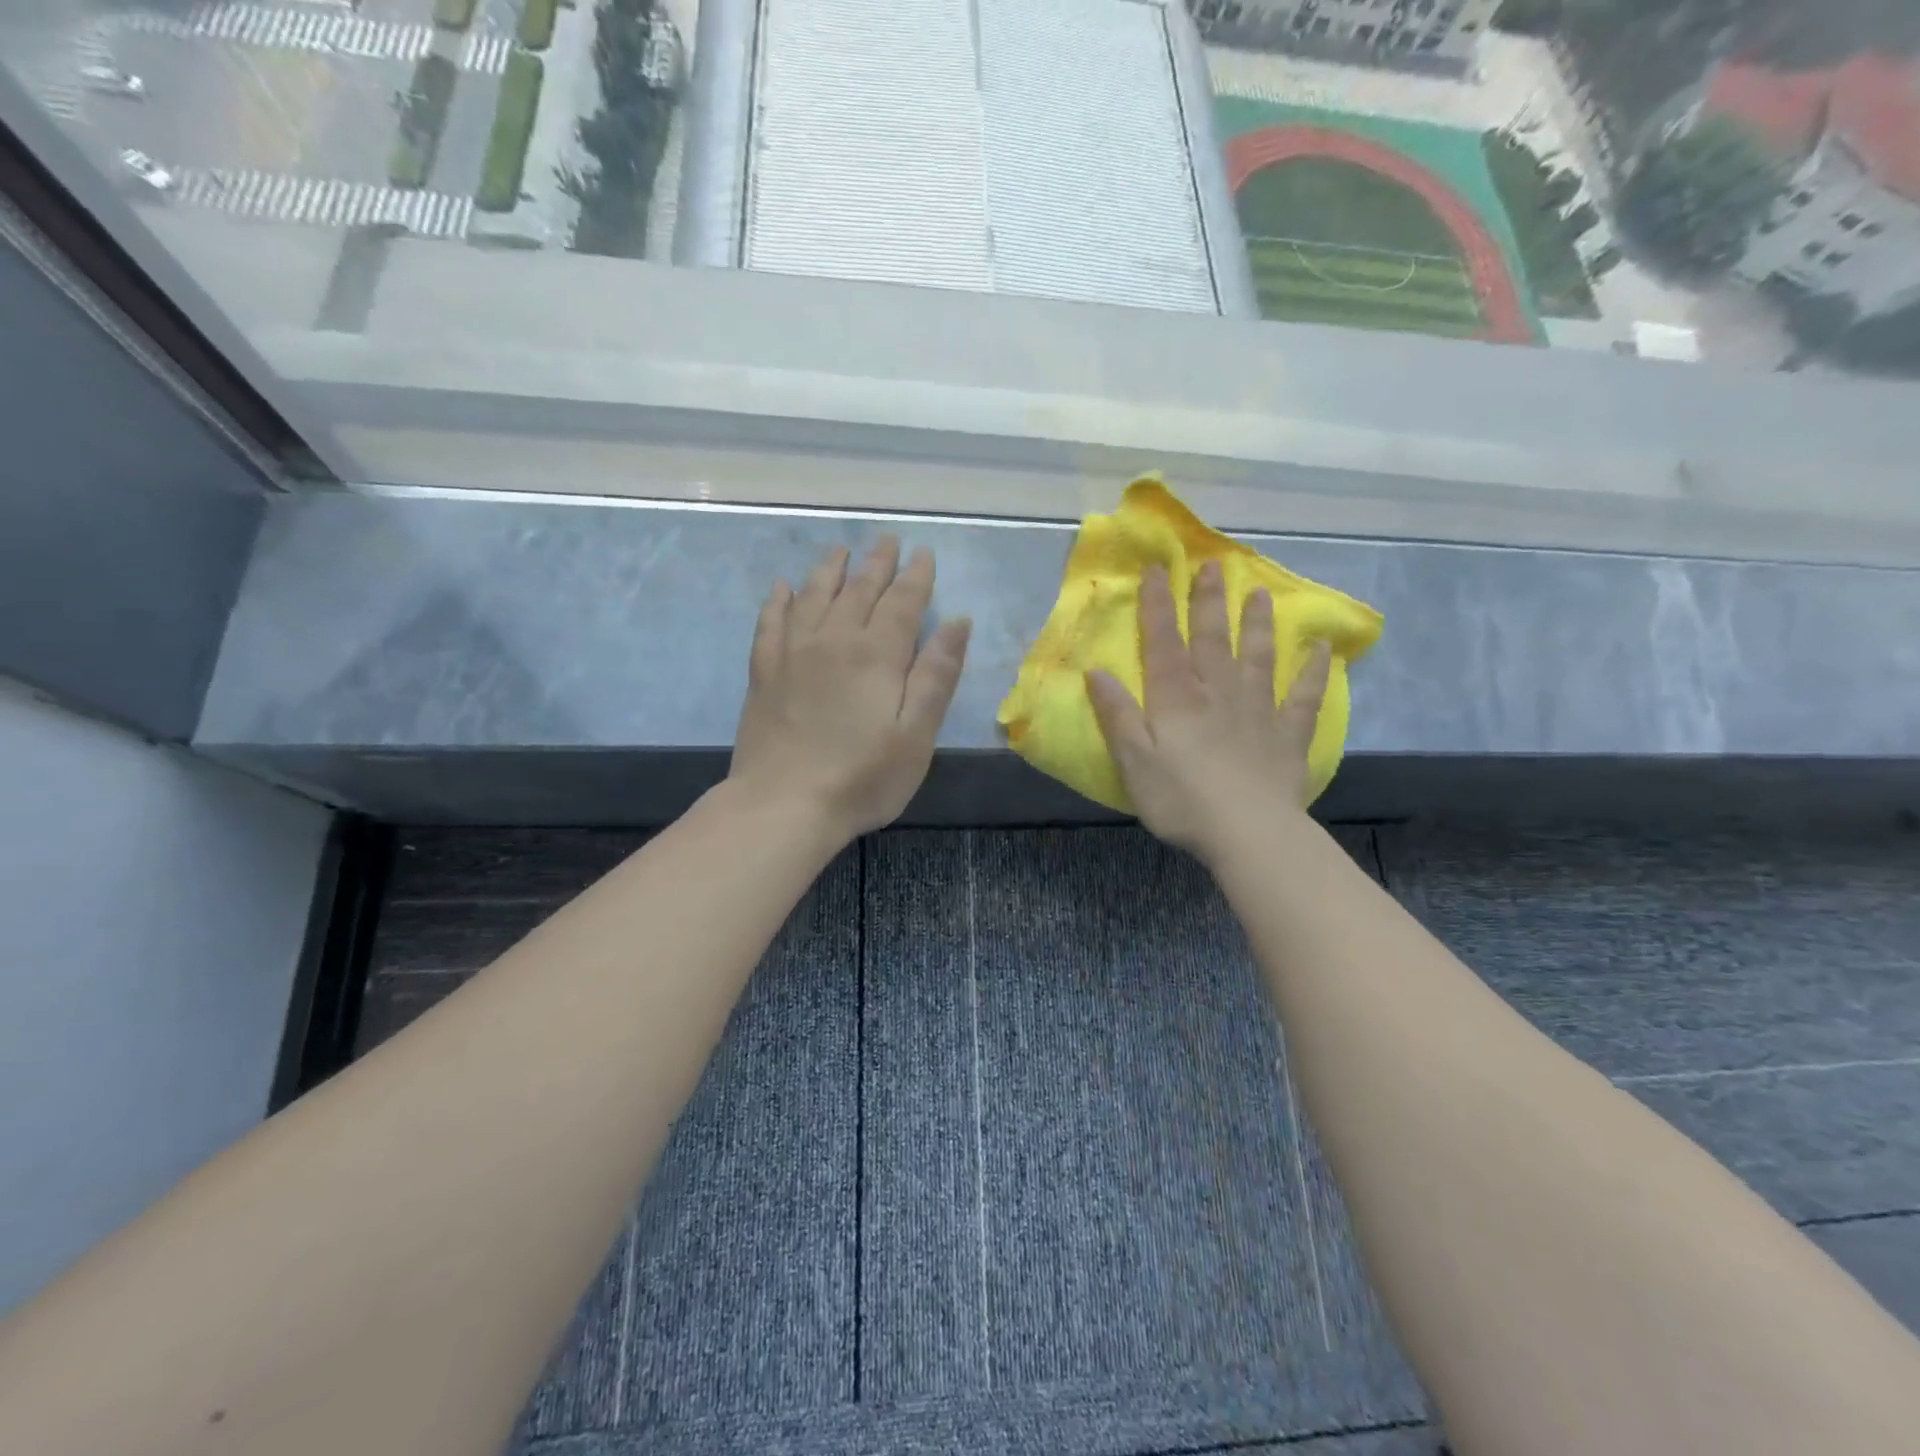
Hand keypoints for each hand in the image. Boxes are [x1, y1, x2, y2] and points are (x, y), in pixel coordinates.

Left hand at [730, 538, 971, 842]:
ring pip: (814, 595)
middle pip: (859, 590)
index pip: (903, 602)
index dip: (916, 577)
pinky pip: (771, 621)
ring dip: (830, 569)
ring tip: (840, 550)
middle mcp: (835, 639)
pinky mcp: (764, 671)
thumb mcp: (916, 733)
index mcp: (878, 654)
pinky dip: (779, 600)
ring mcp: (793, 652)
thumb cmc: (862, 776)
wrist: (783, 803)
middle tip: (887, 540)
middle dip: (877, 563)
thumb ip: (936, 674)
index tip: (923, 553)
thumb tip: (957, 621)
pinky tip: (783, 588)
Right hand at [1085, 560, 1328, 864]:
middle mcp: (1218, 692)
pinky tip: (1320, 649)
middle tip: (1213, 565)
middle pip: (1213, 638)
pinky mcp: (1287, 735)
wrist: (1248, 833)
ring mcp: (1258, 710)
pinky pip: (1303, 696)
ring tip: (1260, 593)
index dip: (1158, 605)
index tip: (1158, 569)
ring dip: (1258, 623)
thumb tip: (1097, 671)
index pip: (1164, 642)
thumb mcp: (1133, 761)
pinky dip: (1313, 671)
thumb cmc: (1181, 799)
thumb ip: (1117, 714)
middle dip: (1209, 601)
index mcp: (1177, 698)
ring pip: (1258, 656)